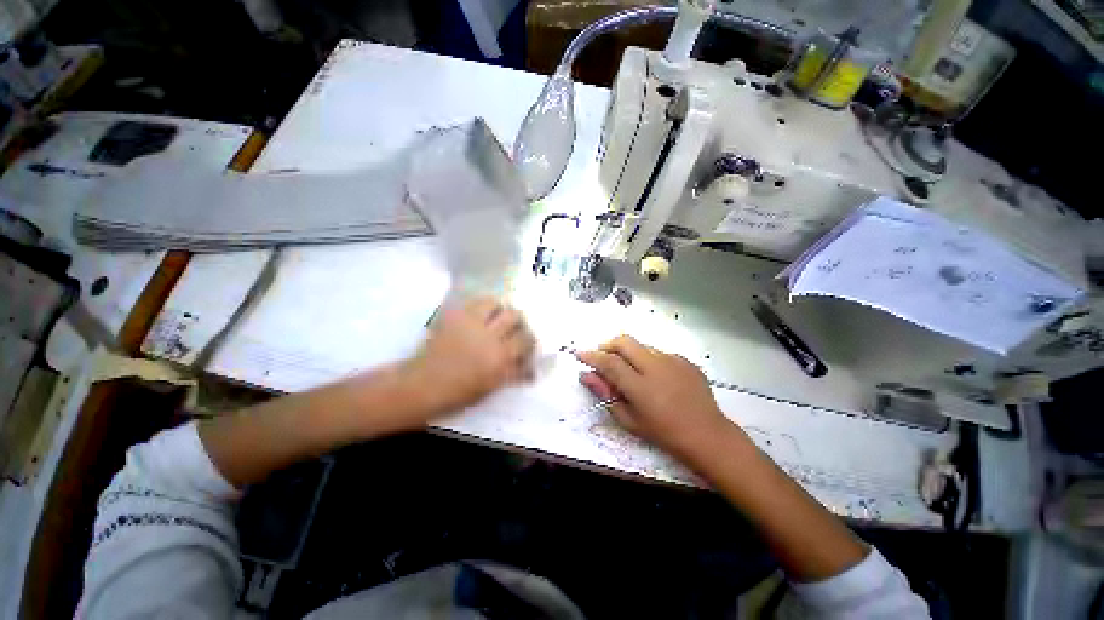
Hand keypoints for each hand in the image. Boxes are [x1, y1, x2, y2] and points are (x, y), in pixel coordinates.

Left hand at [403, 297, 535, 415]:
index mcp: (500, 358)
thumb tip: (532, 370)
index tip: (527, 344)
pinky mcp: (455, 317)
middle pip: (514, 316)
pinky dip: (484, 306)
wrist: (423, 385)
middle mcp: (489, 337)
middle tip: (515, 328)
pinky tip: (482, 315)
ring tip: (498, 317)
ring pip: (496, 304)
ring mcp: (471, 324)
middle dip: (518, 322)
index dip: (530, 340)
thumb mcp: (491, 388)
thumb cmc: (458, 394)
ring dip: (501, 310)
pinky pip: (475, 303)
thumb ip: (512, 374)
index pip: (526, 340)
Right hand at [576, 335, 731, 458]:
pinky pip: (659, 353)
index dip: (591, 356)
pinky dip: (649, 359)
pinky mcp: (685, 360)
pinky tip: (654, 375)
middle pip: (624, 342)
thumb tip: (587, 376)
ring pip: (642, 345)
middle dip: (608, 344)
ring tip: (630, 369)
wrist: (707, 434)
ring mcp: (673, 361)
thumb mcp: (630, 420)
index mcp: (640, 386)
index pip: (609, 362)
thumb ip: (606, 395)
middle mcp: (655, 367)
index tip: (580, 354)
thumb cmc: (664, 433)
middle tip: (602, 356)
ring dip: (629, 352)